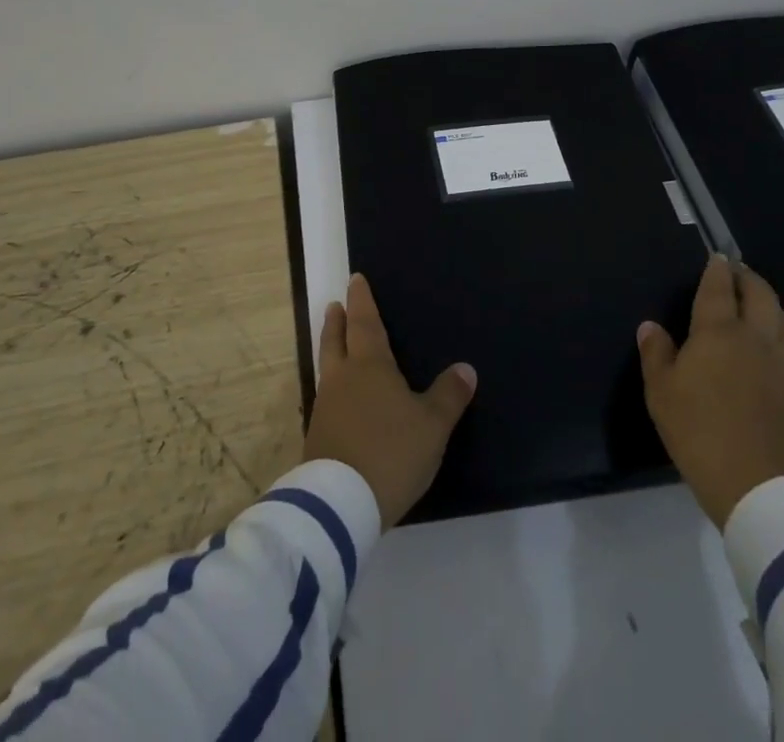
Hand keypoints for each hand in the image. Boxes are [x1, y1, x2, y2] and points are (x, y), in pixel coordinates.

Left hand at [303, 273, 476, 528]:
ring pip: (327, 367)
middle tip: (334, 305)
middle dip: (338, 321)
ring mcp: (325, 407)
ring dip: (330, 349)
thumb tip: (466, 368)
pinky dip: (331, 386)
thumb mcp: (432, 425)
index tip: (355, 280)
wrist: (341, 503)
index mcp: (370, 365)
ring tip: (335, 343)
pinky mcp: (317, 437)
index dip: (362, 301)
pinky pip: (325, 397)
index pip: (365, 323)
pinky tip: (337, 398)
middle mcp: (343, 378)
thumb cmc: (391, 452)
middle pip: (336, 340)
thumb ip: (448, 395)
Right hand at [637, 254, 783, 526]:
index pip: (719, 288)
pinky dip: (783, 335)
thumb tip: (651, 327)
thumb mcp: (661, 393)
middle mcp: (755, 338)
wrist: (758, 486)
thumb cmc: (699, 432)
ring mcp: (783, 364)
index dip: (717, 269)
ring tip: (759, 306)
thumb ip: (656, 354)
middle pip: (760, 294)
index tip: (716, 257)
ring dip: (772, 304)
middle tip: (736, 273)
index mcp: (718, 332)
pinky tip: (773, 348)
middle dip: (748, 277)